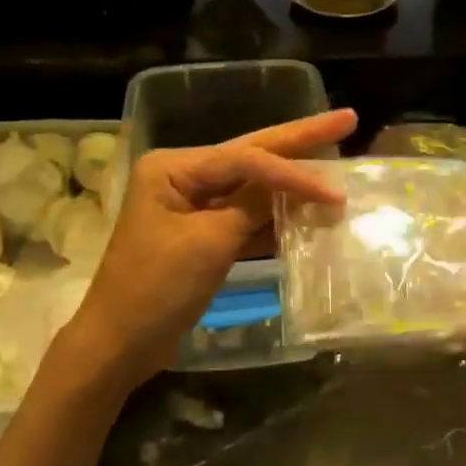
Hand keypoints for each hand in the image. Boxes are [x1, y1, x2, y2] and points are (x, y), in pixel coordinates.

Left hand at [65, 110, 356, 385]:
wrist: (119, 346)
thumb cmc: (157, 289)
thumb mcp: (209, 243)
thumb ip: (254, 206)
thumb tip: (298, 183)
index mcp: (173, 168)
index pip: (246, 159)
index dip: (294, 173)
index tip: (336, 192)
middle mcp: (183, 176)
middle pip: (251, 156)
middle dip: (299, 140)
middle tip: (347, 119)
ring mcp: (192, 205)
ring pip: (252, 187)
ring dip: (292, 183)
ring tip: (336, 161)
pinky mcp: (201, 234)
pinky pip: (245, 216)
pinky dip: (275, 218)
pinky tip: (309, 212)